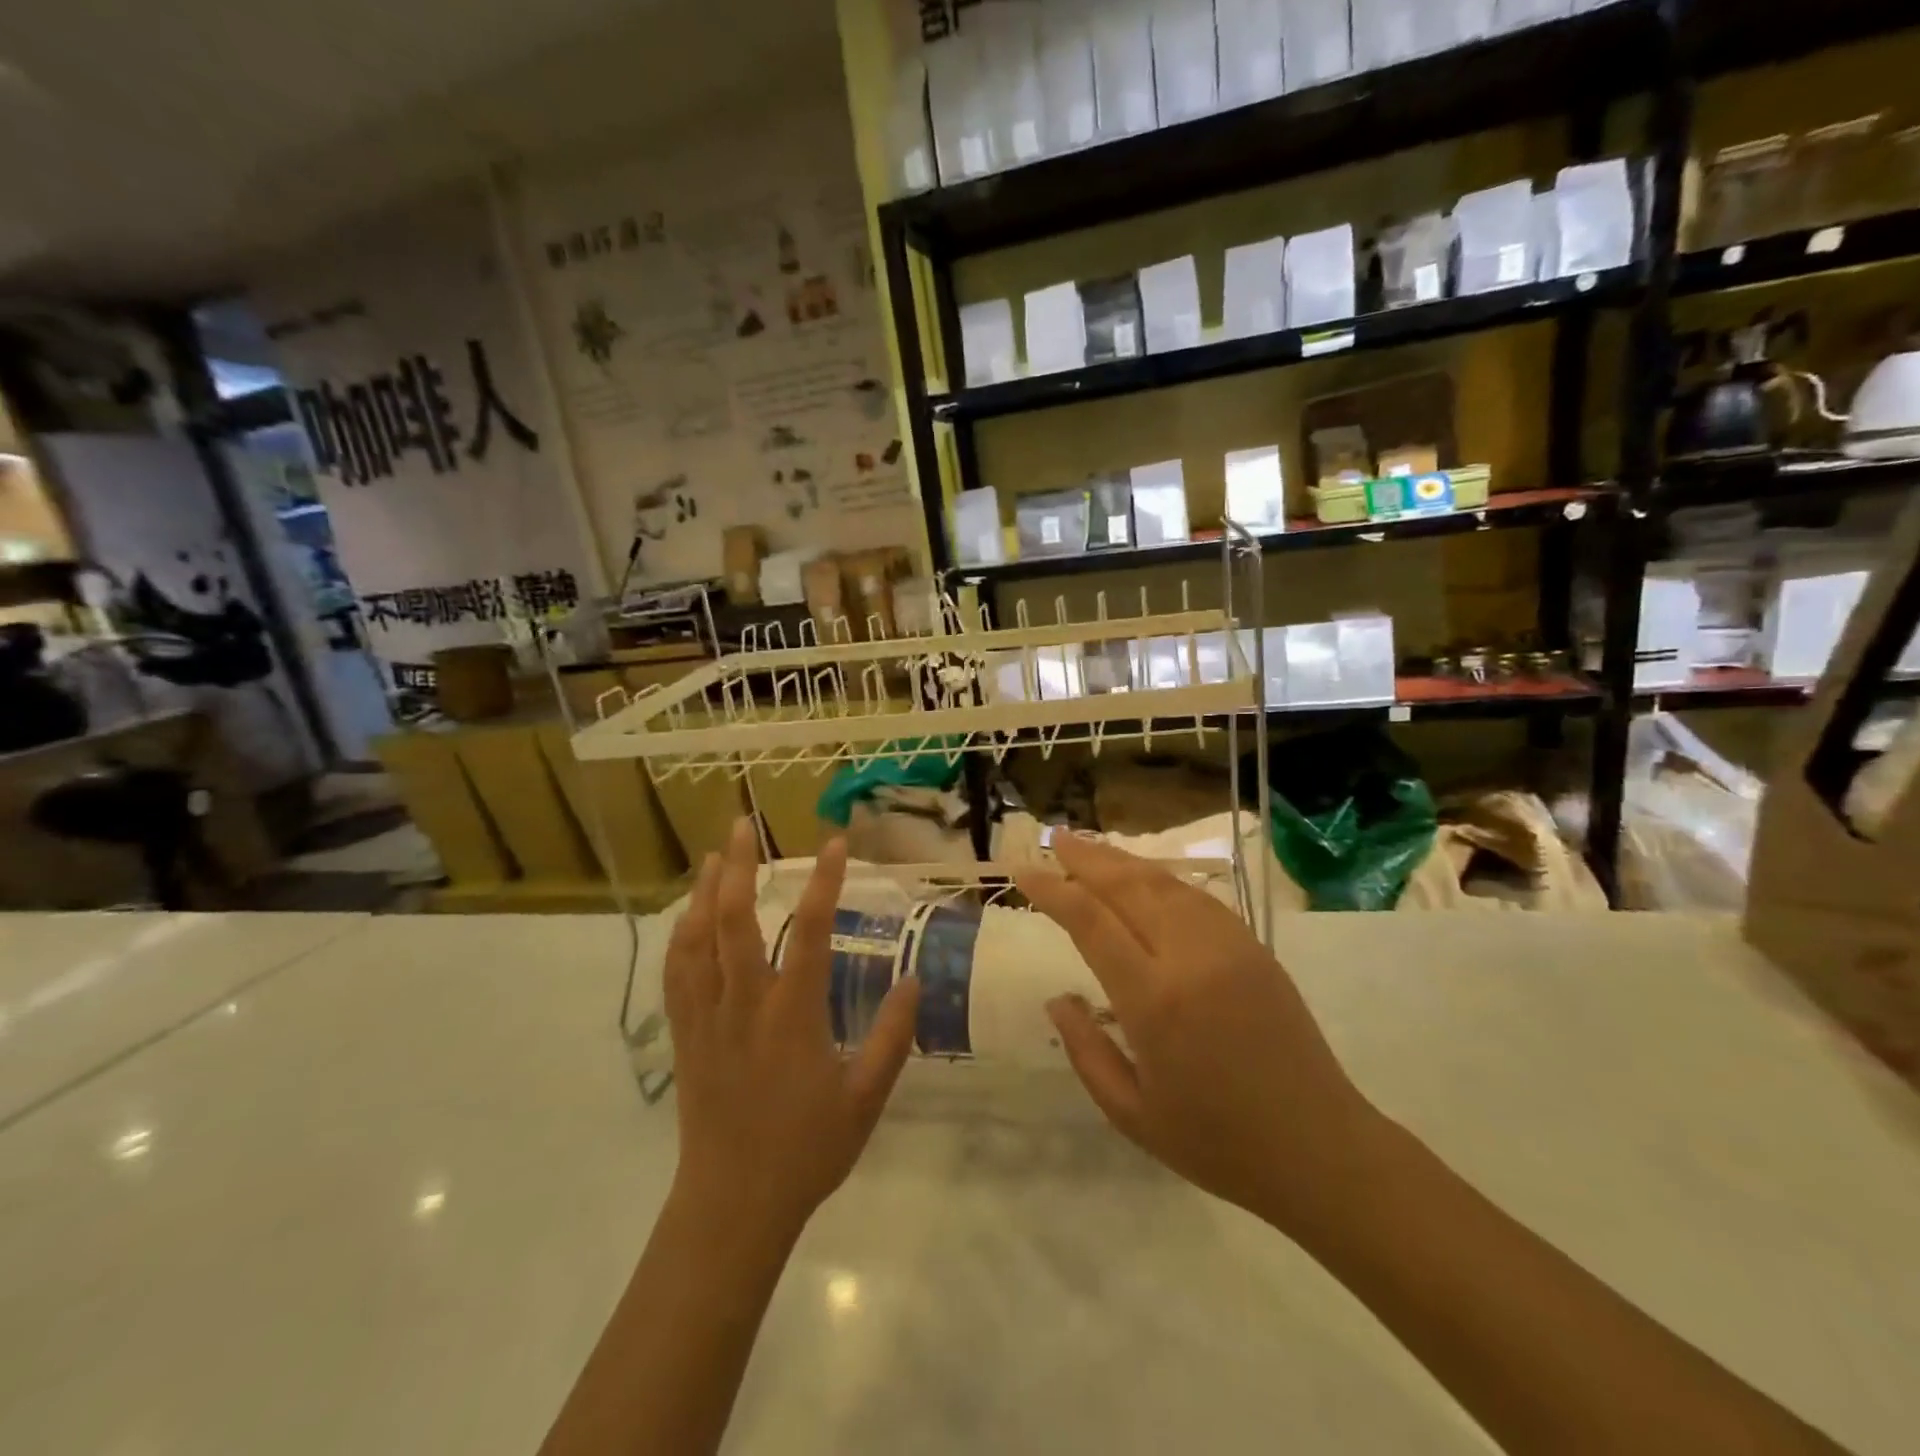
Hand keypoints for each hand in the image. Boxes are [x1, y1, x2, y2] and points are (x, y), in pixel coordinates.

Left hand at [663, 819, 920, 1242]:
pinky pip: (677, 974)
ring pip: (698, 940)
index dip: (824, 882)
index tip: (836, 843)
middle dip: (740, 867)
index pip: (810, 932)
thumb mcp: (865, 1098)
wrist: (732, 1206)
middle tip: (742, 824)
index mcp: (792, 1015)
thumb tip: (914, 981)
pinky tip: (688, 916)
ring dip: (705, 892)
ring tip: (716, 855)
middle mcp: (745, 1004)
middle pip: (735, 921)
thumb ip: (891, 1037)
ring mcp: (707, 1018)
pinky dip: (682, 936)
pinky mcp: (684, 1036)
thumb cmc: (806, 1150)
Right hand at [1019, 835, 1381, 1235]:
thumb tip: (1056, 999)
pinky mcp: (1253, 947)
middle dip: (1085, 858)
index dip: (1053, 889)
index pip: (1090, 921)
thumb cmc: (1217, 1143)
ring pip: (1164, 883)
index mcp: (1154, 1000)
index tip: (1024, 871)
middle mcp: (1190, 958)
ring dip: (1122, 860)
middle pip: (1127, 886)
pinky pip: (1197, 897)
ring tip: (1089, 847)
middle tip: (1053, 837)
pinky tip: (1144, 877)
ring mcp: (1228, 946)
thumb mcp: (1132, 1114)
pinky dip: (1162, 879)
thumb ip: (1086, 1051)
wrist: (1320, 1149)